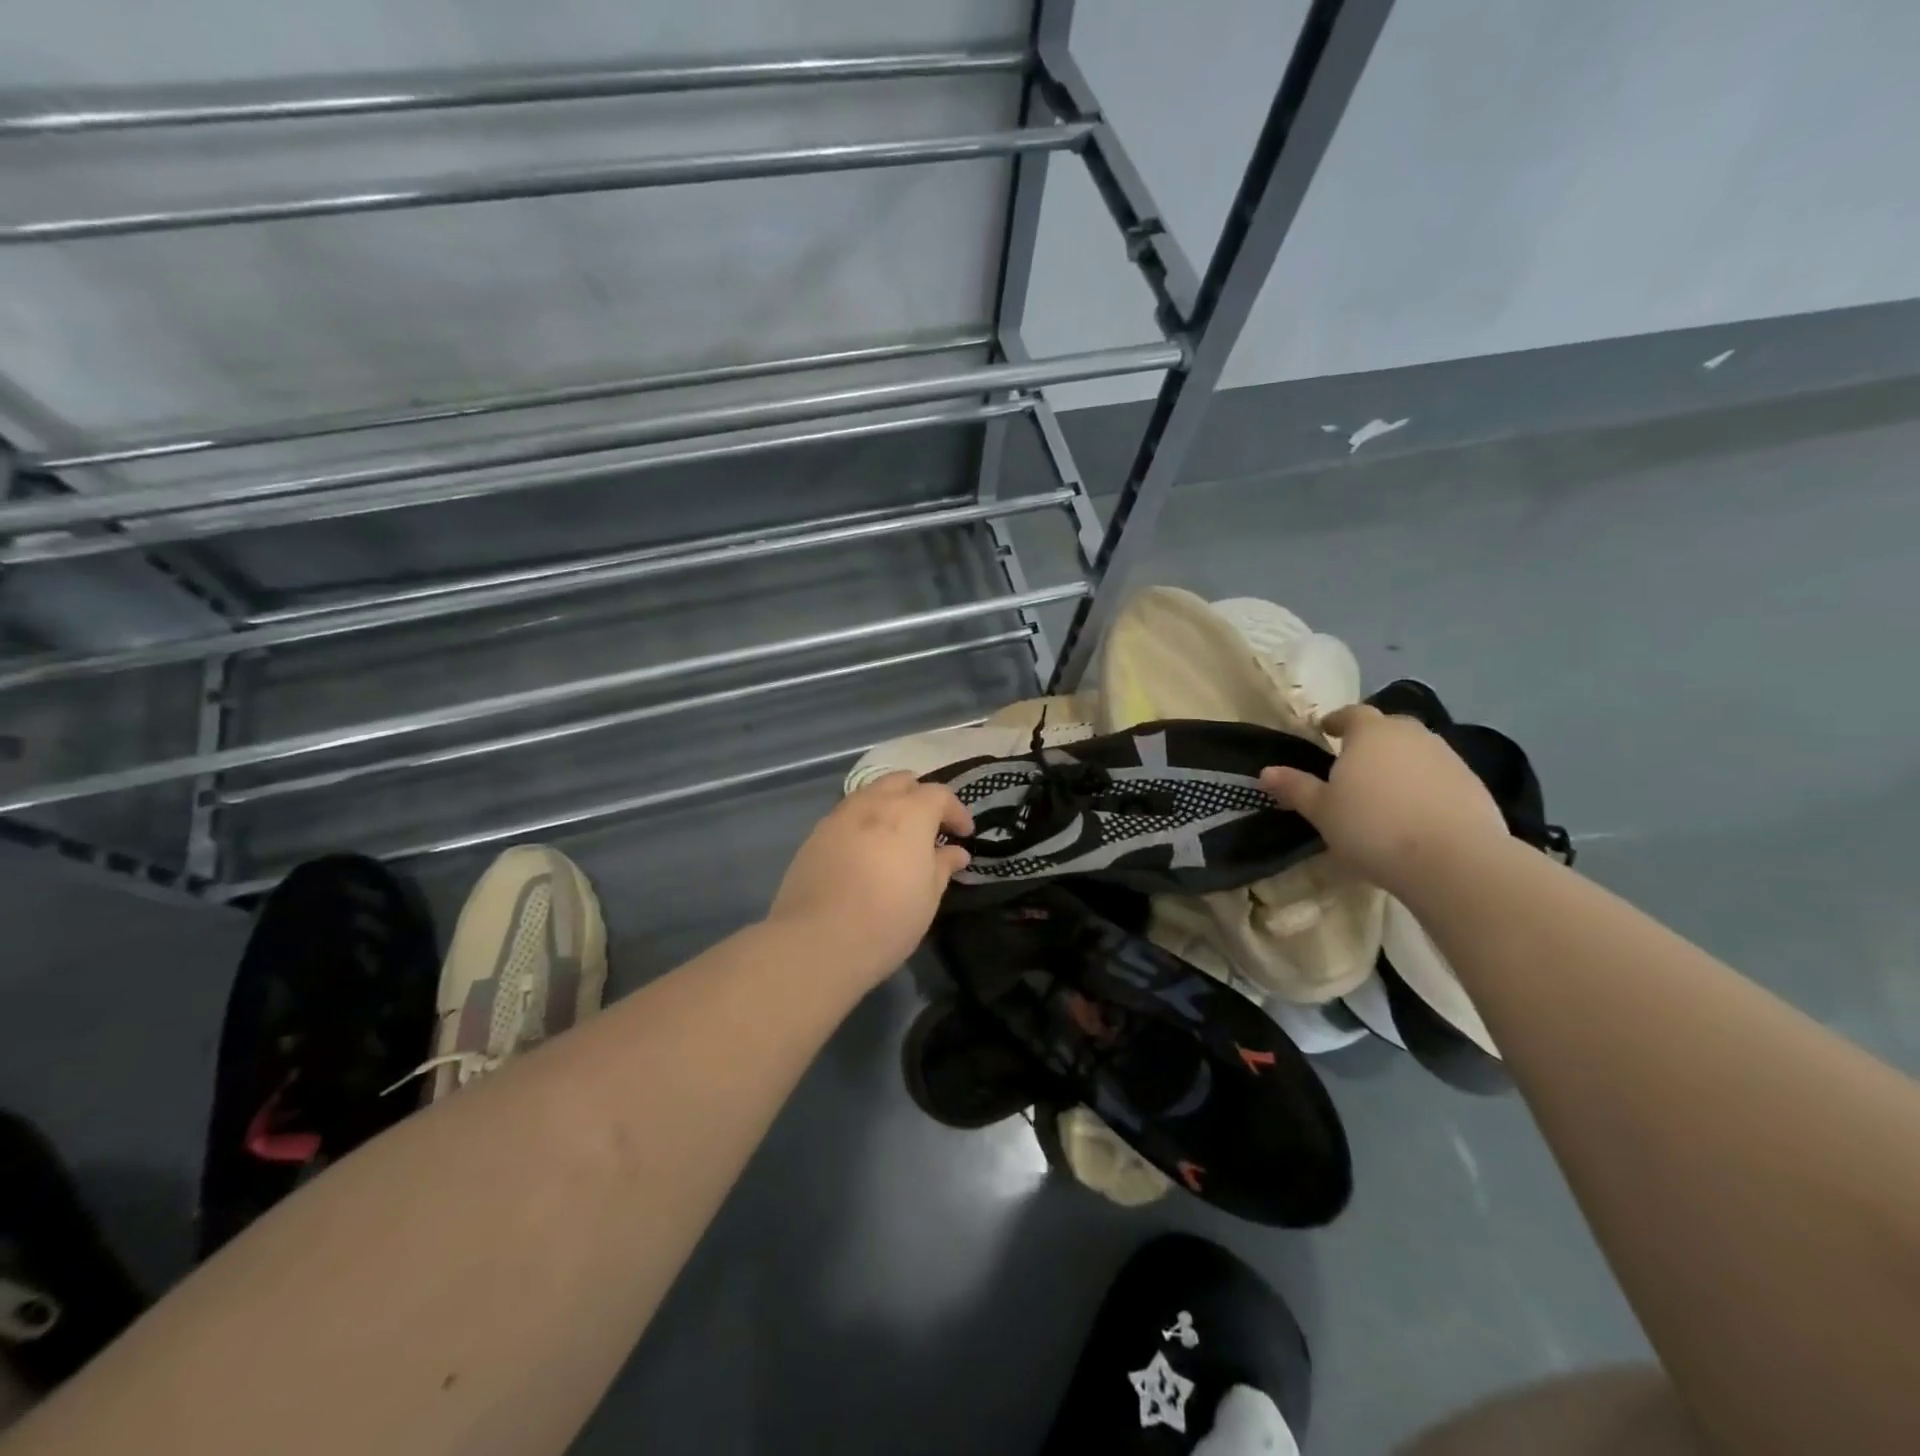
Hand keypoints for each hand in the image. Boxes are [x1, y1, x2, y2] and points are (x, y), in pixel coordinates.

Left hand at [768, 773, 973, 987]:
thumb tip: (956, 852)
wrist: (817, 941)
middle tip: (929, 826)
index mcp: (909, 813)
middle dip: (919, 796)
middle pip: (900, 781)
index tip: (964, 834)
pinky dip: (863, 822)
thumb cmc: (887, 920)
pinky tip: (865, 850)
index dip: (956, 811)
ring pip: (870, 793)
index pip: (939, 794)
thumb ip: (942, 866)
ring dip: (888, 805)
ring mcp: (839, 816)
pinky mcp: (815, 836)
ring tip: (896, 836)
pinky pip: (846, 815)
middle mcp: (873, 803)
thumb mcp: (928, 897)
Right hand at [1260, 703, 1506, 894]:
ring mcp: (1448, 758)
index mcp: (1370, 733)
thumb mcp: (1321, 811)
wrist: (1453, 861)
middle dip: (1371, 740)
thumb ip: (1296, 787)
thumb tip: (1267, 771)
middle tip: (1354, 763)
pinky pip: (1439, 776)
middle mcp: (1411, 735)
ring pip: (1417, 751)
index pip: (1352, 713)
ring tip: (1385, 792)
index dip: (1337, 721)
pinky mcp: (1474, 785)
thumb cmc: (1372, 828)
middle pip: (1388, 728)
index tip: (1326, 731)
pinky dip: (1425, 786)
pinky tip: (1416, 813)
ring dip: (1400, 763)